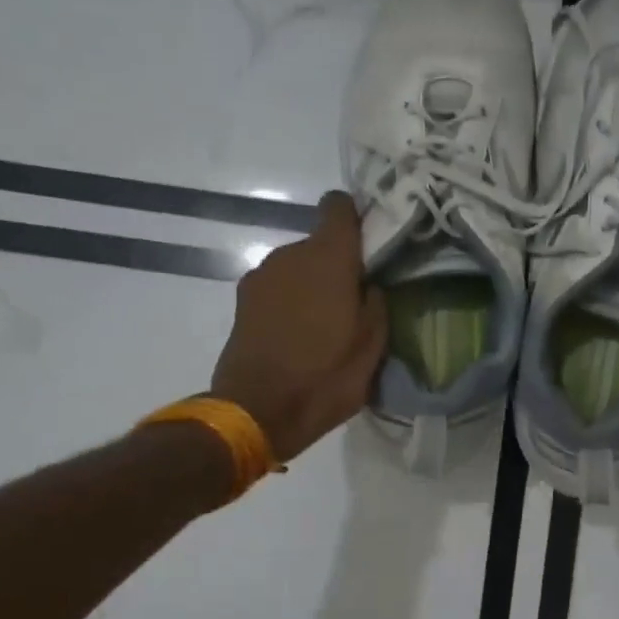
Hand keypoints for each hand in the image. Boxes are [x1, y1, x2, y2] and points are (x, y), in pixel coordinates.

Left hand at [211, 192, 387, 461]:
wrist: (257, 412)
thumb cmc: (325, 378)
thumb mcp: (372, 346)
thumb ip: (376, 304)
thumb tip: (369, 285)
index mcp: (328, 258)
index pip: (339, 206)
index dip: (355, 219)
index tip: (369, 247)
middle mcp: (290, 255)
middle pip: (319, 243)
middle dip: (337, 266)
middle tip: (354, 303)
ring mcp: (260, 277)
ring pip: (297, 268)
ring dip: (312, 287)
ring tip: (325, 327)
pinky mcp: (242, 301)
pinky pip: (278, 290)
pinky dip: (291, 303)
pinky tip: (299, 338)